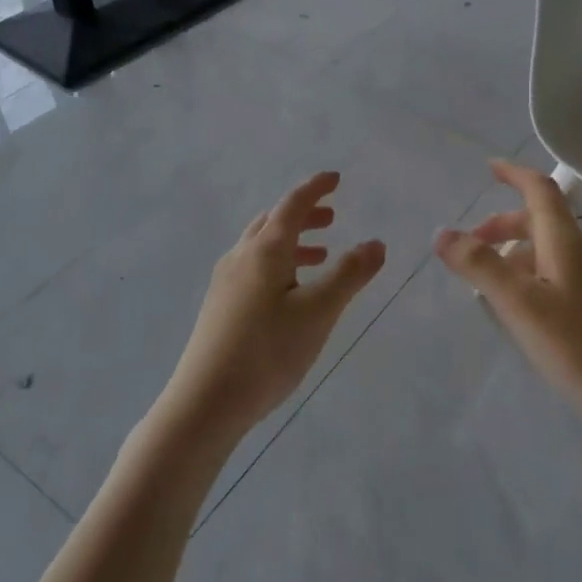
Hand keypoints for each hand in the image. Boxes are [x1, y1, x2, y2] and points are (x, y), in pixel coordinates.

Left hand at [165, 172, 386, 442]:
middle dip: (304, 215)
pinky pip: (253, 267)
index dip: (315, 189)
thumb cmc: (267, 352)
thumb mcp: (318, 312)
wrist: (205, 402)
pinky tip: (290, 292)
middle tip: (332, 218)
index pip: (293, 205)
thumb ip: (349, 275)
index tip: (335, 178)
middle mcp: (241, 257)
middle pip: (273, 222)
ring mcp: (225, 282)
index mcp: (265, 250)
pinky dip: (279, 263)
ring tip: (320, 255)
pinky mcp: (220, 306)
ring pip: (262, 247)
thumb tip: (376, 242)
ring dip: (292, 242)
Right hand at [434, 160, 581, 431]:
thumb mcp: (520, 305)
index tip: (489, 169)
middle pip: (542, 221)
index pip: (539, 190)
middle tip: (472, 246)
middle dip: (504, 225)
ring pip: (551, 249)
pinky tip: (524, 308)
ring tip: (490, 283)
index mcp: (567, 242)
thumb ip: (480, 266)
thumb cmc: (579, 346)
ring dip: (517, 253)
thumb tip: (443, 233)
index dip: (513, 174)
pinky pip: (562, 272)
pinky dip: (534, 274)